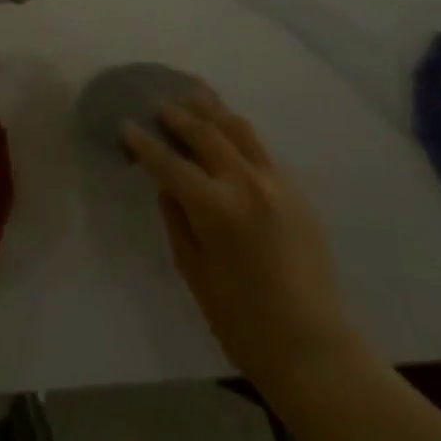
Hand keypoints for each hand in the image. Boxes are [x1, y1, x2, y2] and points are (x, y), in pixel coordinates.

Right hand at [124, 88, 358, 395]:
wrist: (313, 348)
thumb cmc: (243, 322)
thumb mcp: (194, 272)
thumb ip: (177, 219)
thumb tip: (168, 183)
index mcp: (216, 208)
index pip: (170, 163)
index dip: (145, 144)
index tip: (126, 126)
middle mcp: (246, 183)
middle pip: (206, 133)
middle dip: (178, 116)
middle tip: (159, 104)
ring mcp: (276, 182)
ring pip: (239, 128)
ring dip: (212, 109)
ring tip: (194, 93)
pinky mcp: (296, 189)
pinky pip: (261, 148)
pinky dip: (238, 131)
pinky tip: (227, 127)